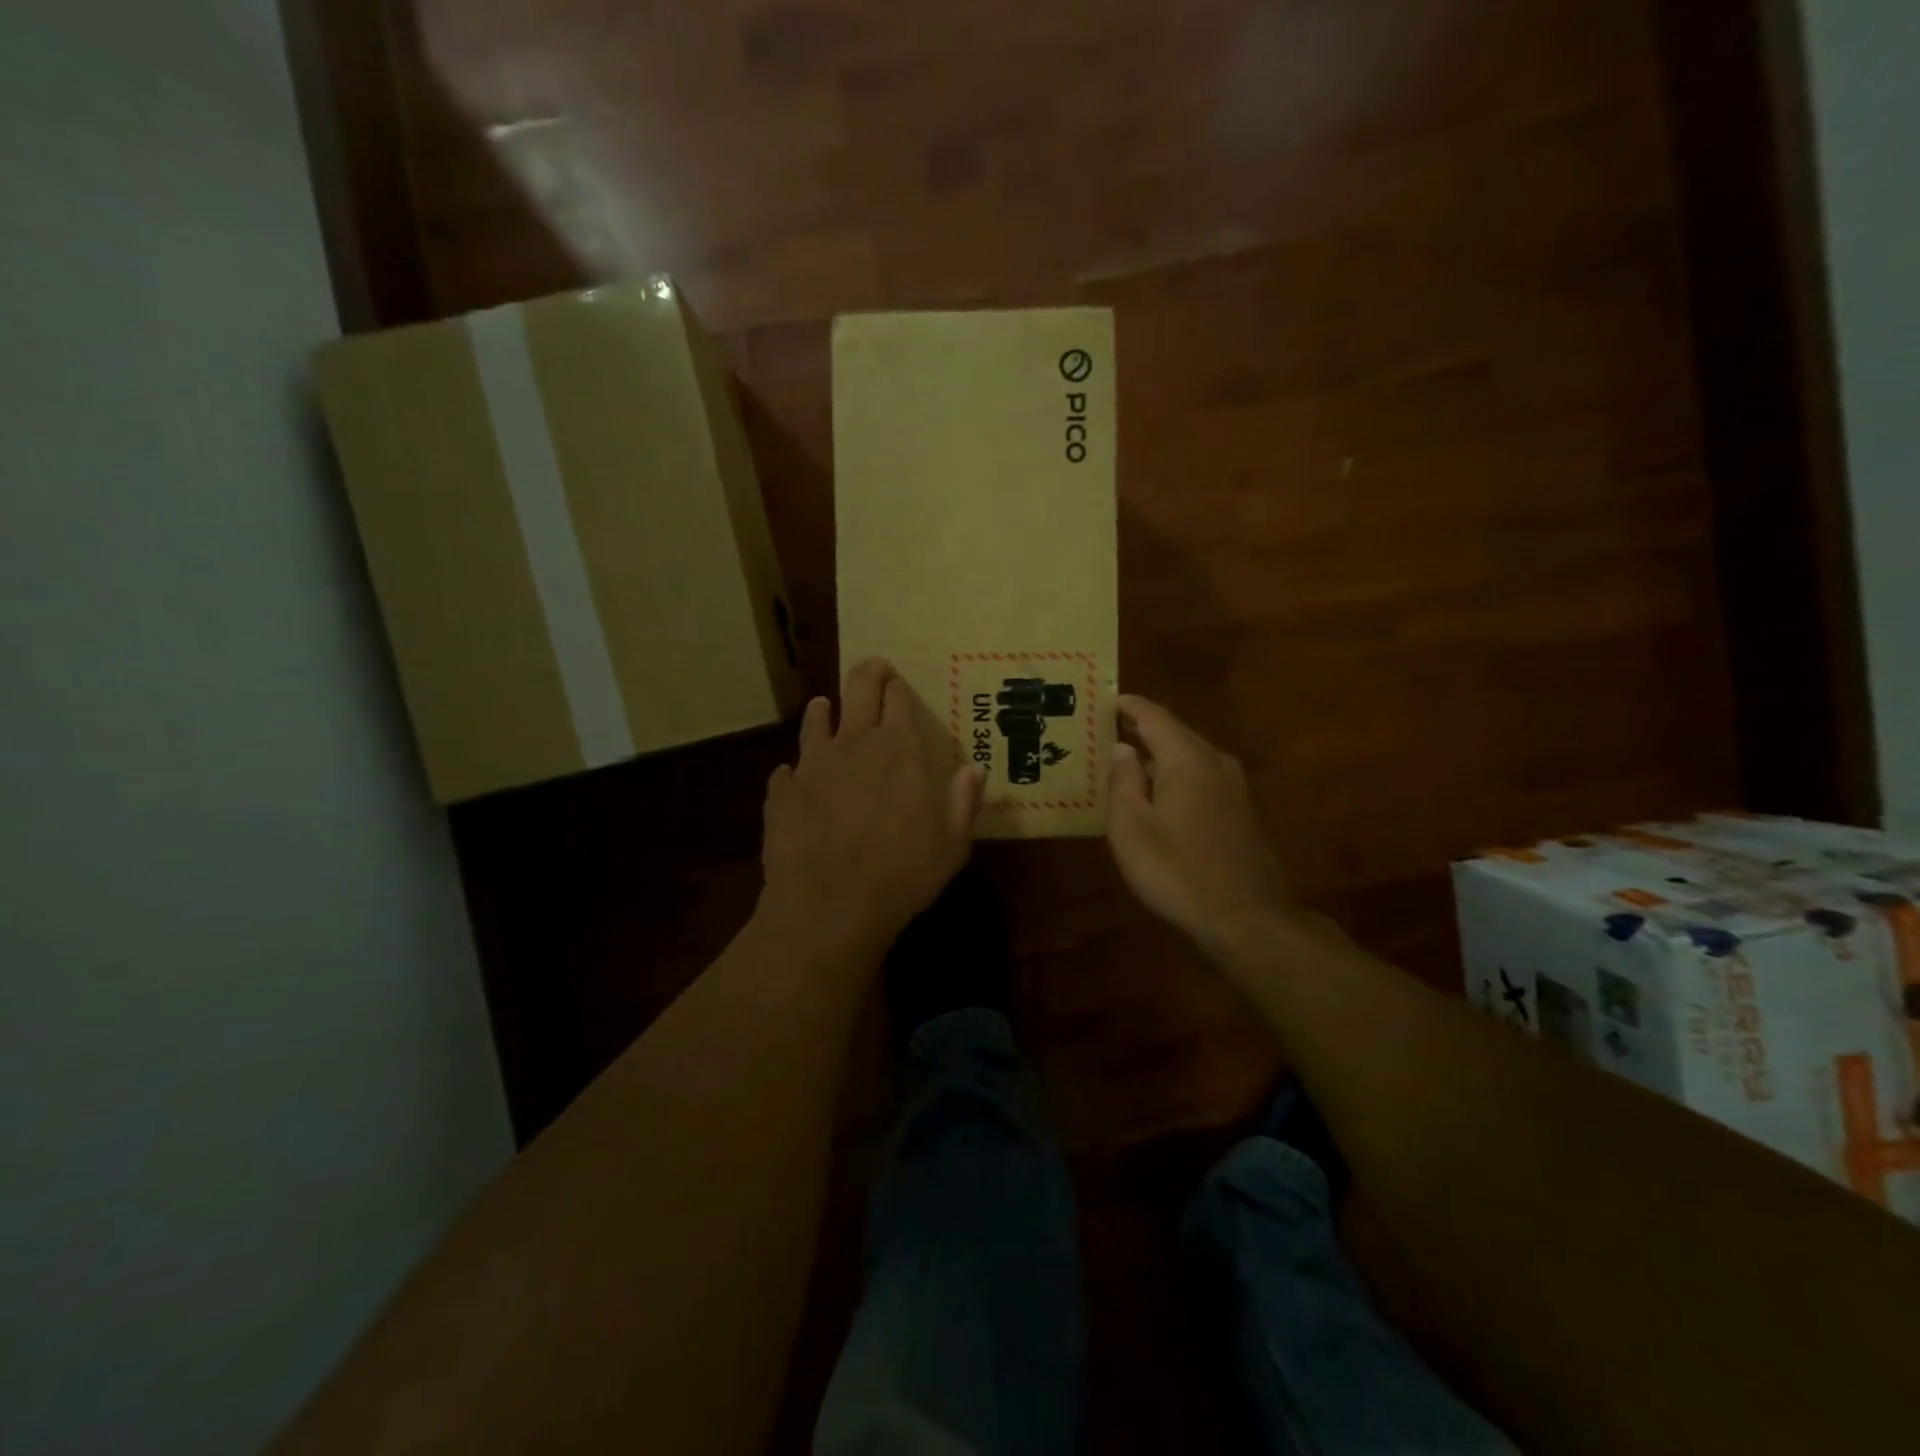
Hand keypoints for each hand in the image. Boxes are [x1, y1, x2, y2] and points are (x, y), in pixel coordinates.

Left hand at [760, 658, 984, 962]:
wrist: (828, 905)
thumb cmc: (901, 874)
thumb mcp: (951, 845)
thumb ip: (963, 802)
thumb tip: (975, 769)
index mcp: (898, 750)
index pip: (898, 700)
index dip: (899, 687)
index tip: (899, 683)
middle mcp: (853, 744)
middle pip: (858, 689)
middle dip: (868, 672)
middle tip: (874, 668)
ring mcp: (812, 765)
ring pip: (815, 721)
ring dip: (823, 712)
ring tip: (825, 707)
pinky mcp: (782, 792)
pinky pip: (787, 772)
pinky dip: (794, 772)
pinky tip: (794, 780)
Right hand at [1107, 695, 1292, 957]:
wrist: (1245, 918)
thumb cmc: (1176, 870)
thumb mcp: (1131, 827)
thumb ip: (1123, 781)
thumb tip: (1122, 749)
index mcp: (1187, 759)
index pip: (1154, 716)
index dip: (1128, 706)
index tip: (1106, 699)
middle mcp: (1215, 762)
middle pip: (1175, 733)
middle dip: (1143, 728)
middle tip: (1110, 728)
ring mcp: (1234, 787)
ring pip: (1190, 756)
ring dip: (1159, 754)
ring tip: (1128, 759)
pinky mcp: (1241, 811)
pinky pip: (1202, 777)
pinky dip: (1176, 775)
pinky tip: (1159, 794)